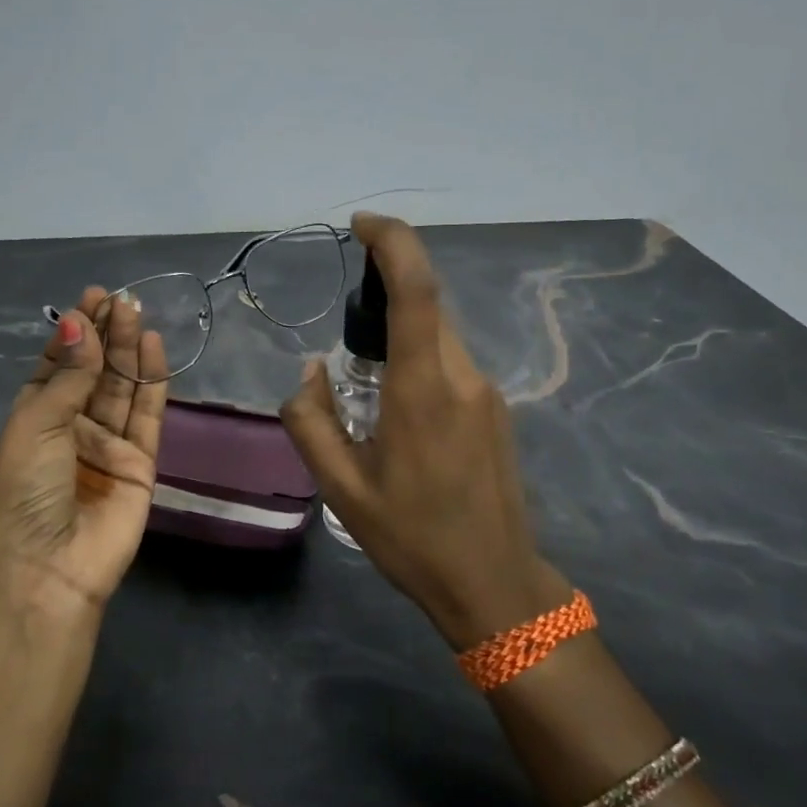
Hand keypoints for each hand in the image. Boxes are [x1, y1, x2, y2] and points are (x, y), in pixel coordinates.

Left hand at [0, 289, 168, 612]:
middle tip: (120, 298)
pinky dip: (152, 381)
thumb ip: (69, 376)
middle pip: (94, 372)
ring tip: (136, 310)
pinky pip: (148, 414)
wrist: (50, 567)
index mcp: (36, 418)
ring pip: (122, 387)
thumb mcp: (37, 425)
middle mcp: (73, 427)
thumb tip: (80, 324)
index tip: (91, 298)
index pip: (59, 365)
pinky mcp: (140, 462)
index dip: (75, 333)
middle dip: (106, 334)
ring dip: (128, 350)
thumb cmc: (25, 492)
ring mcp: (108, 444)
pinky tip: (153, 347)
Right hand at [281, 214, 569, 647]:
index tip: (362, 224)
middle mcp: (462, 377)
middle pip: (426, 308)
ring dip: (401, 335)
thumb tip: (310, 372)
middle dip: (385, 296)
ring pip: (439, 336)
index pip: (416, 290)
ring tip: (368, 387)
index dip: (393, 242)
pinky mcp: (496, 409)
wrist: (494, 583)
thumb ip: (312, 422)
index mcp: (422, 391)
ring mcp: (487, 392)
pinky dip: (419, 360)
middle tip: (346, 338)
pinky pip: (451, 363)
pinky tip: (400, 413)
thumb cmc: (413, 538)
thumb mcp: (343, 489)